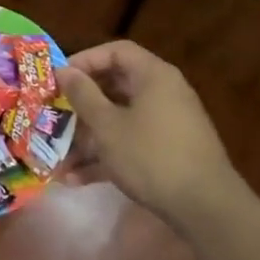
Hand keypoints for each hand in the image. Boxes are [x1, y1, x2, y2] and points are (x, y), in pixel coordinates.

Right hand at [55, 40, 237, 223]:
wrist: (205, 207)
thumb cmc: (151, 155)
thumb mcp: (108, 125)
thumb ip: (84, 95)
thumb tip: (64, 71)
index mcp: (153, 76)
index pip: (116, 52)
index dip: (85, 60)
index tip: (60, 79)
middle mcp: (163, 94)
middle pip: (115, 87)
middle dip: (81, 105)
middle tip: (54, 116)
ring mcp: (167, 125)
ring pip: (119, 120)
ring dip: (87, 138)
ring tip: (58, 157)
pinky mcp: (167, 153)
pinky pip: (130, 144)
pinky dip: (105, 157)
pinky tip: (76, 180)